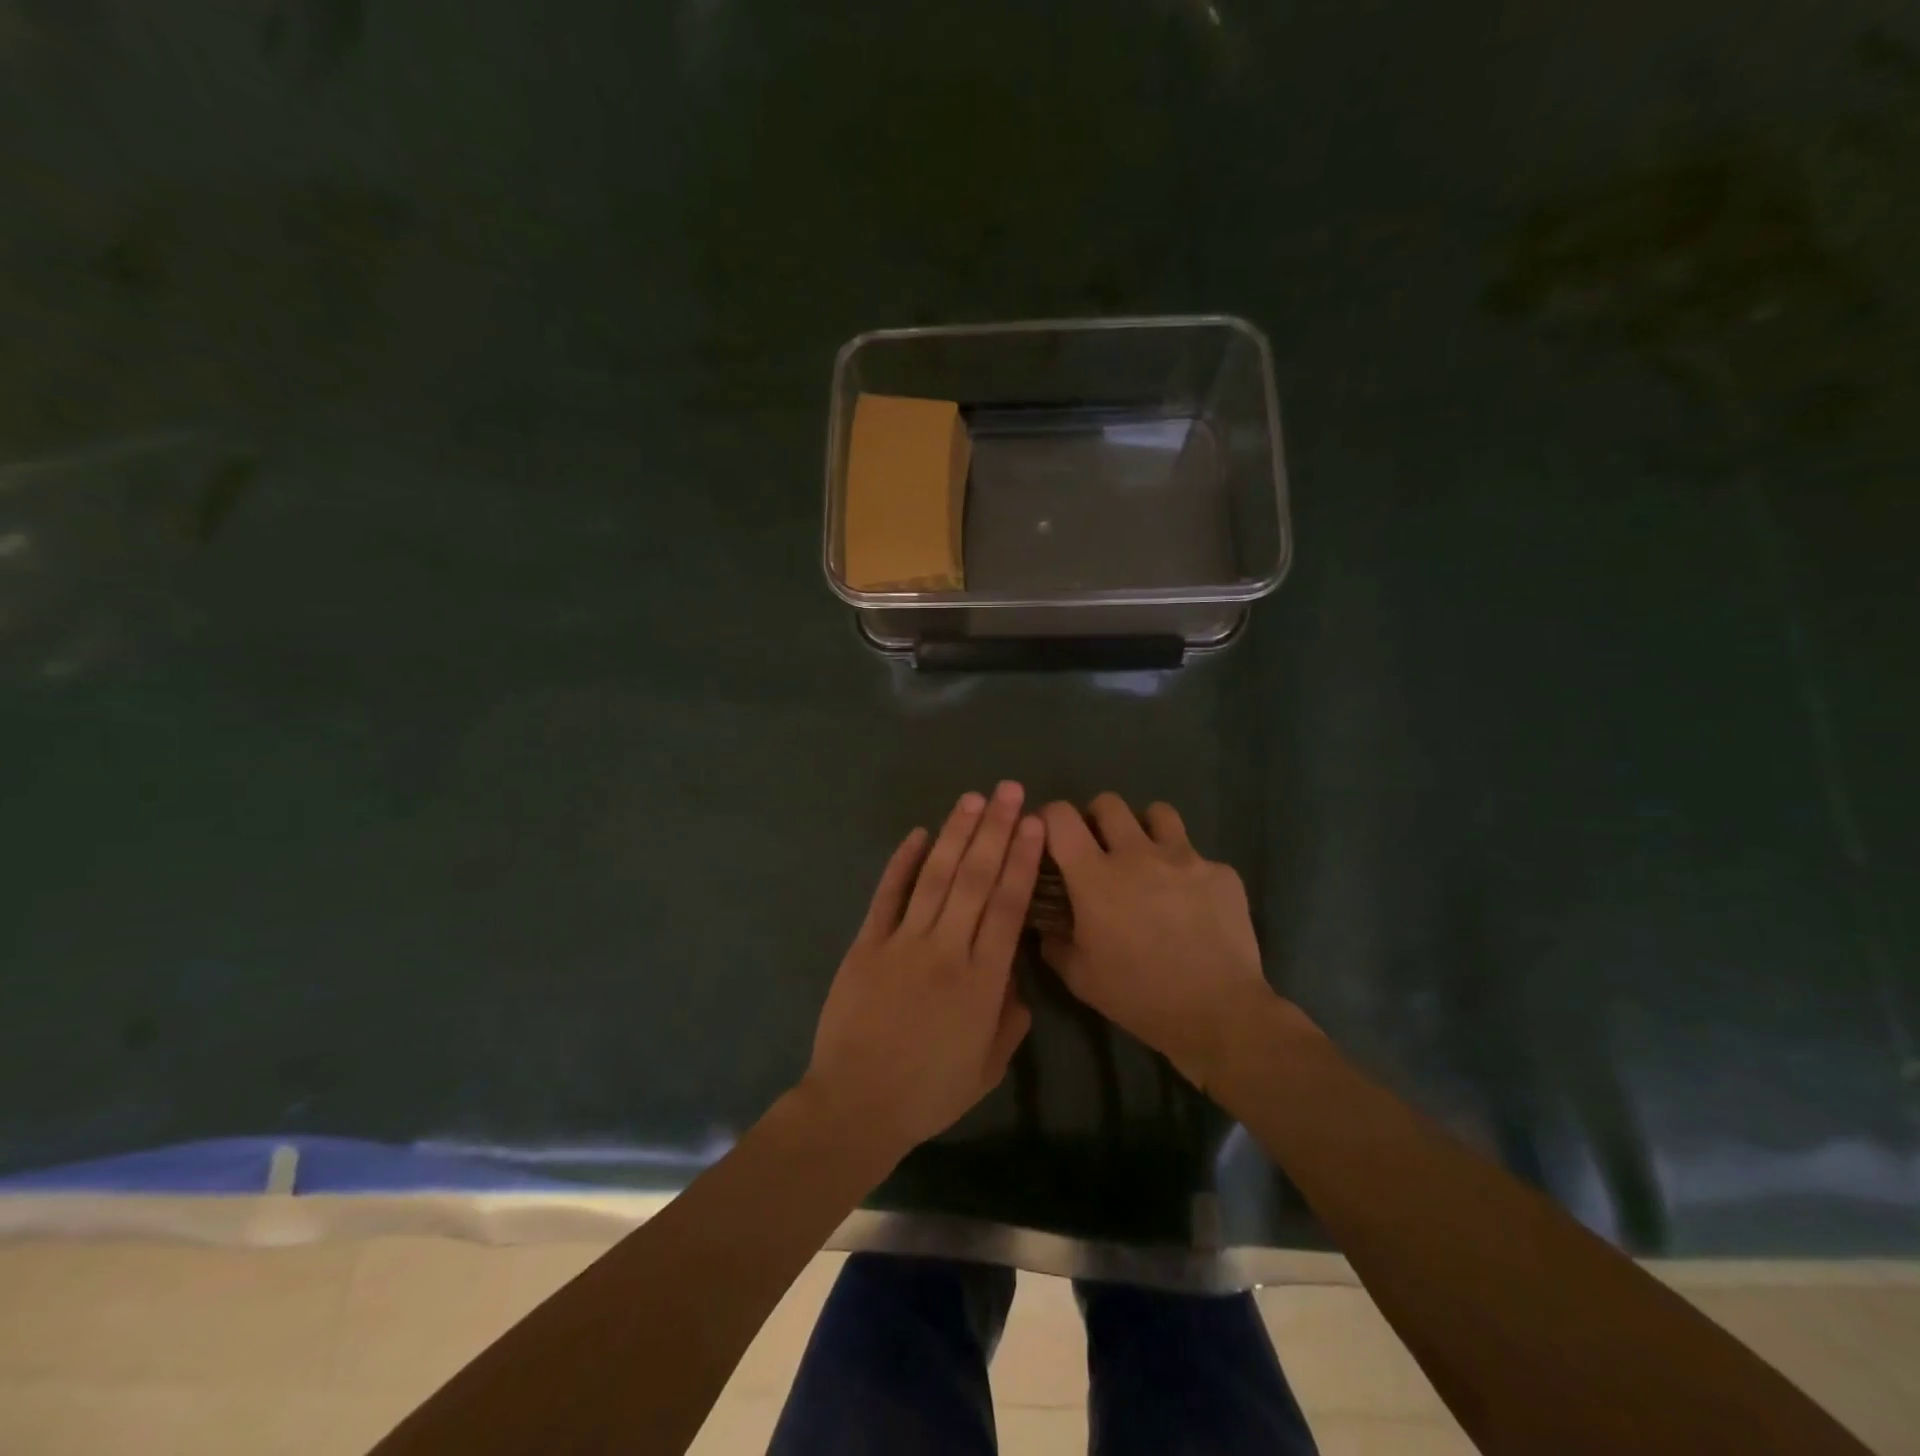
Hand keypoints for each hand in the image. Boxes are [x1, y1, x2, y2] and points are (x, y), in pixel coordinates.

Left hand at [804, 782, 1043, 1164]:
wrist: (856, 1106)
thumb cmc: (928, 1093)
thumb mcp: (988, 1067)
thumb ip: (1010, 1018)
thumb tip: (1016, 976)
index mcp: (982, 981)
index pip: (1008, 906)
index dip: (1023, 860)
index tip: (1034, 825)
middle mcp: (946, 950)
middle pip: (975, 879)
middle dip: (996, 830)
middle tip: (1010, 791)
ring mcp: (902, 943)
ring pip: (935, 877)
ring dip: (956, 834)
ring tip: (973, 799)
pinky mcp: (866, 944)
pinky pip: (887, 896)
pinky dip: (901, 862)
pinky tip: (917, 833)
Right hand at [1039, 793, 1276, 1086]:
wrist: (1218, 1013)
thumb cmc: (1138, 996)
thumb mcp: (1080, 978)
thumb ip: (1055, 944)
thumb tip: (1047, 927)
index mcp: (1095, 876)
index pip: (1061, 817)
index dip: (1050, 817)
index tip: (1052, 835)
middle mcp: (1137, 853)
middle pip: (1109, 803)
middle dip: (1098, 818)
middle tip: (1101, 848)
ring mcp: (1185, 858)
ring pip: (1158, 813)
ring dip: (1145, 829)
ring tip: (1148, 860)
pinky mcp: (1221, 872)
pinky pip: (1198, 857)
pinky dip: (1188, 872)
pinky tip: (1192, 905)